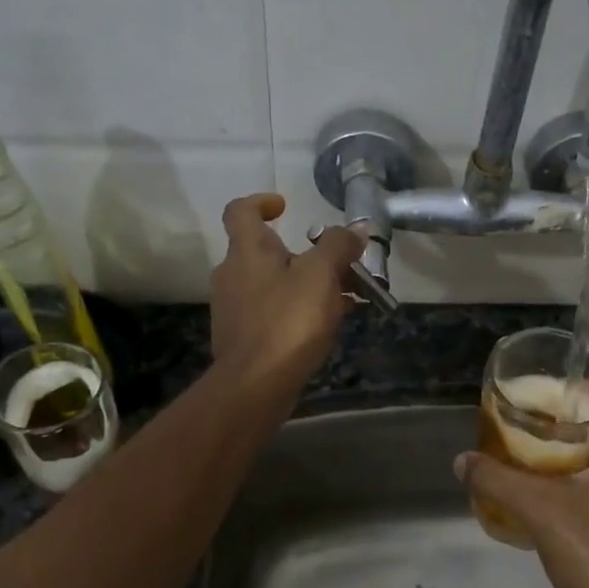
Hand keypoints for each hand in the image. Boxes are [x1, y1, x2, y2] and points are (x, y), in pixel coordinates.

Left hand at [209, 194, 360, 392]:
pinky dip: (297, 311)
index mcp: (247, 251)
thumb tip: (355, 230)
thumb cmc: (288, 321)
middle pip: (266, 251)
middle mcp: (232, 274)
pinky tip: (325, 326)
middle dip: (304, 254)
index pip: (241, 211)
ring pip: (274, 284)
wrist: (255, 385)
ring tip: (344, 299)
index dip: (262, 202)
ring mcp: (234, 308)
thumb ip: (338, 247)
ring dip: (306, 285)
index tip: (286, 207)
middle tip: (339, 266)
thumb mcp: (321, 275)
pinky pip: (273, 312)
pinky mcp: (242, 337)